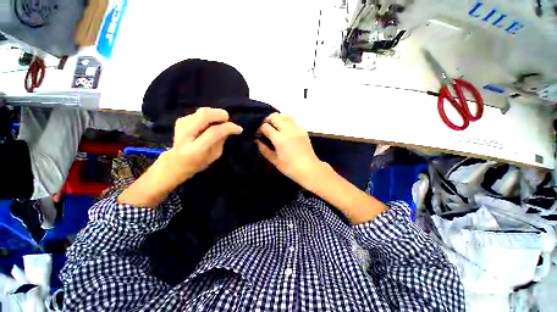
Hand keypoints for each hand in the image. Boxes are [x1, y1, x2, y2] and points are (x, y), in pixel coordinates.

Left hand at [118, 108, 241, 207]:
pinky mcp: (181, 119)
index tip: (239, 129)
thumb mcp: (215, 155)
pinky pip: (200, 112)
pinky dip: (209, 115)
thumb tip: (229, 127)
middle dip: (221, 115)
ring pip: (203, 111)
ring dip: (215, 115)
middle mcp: (185, 134)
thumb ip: (221, 140)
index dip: (229, 127)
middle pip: (205, 115)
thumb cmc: (199, 162)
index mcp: (195, 148)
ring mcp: (181, 124)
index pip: (214, 132)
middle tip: (227, 122)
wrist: (177, 161)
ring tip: (219, 124)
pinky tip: (209, 124)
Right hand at [256, 113, 323, 186]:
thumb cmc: (290, 167)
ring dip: (278, 118)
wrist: (309, 169)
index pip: (265, 126)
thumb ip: (264, 150)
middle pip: (275, 116)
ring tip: (275, 126)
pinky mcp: (303, 130)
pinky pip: (293, 121)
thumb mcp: (274, 160)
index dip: (259, 129)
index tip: (258, 134)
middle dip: (267, 120)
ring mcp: (297, 129)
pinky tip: (286, 131)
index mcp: (279, 138)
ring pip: (285, 115)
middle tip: (266, 128)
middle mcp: (288, 130)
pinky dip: (287, 122)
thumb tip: (257, 141)